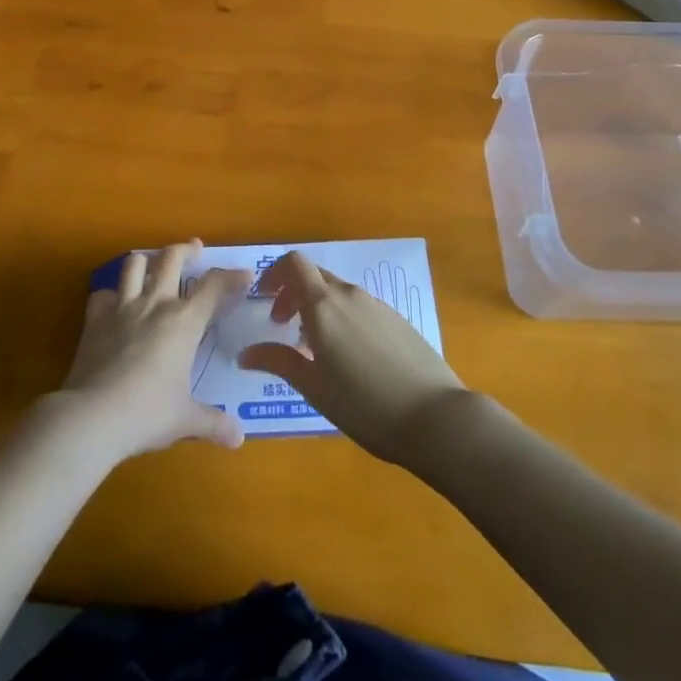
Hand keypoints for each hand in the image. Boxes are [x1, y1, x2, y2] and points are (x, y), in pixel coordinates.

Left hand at [58, 242, 249, 461]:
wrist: (93, 416)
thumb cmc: (148, 413)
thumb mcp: (185, 419)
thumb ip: (213, 423)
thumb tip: (238, 438)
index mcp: (184, 321)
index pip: (214, 286)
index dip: (232, 276)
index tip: (244, 275)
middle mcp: (155, 304)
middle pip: (171, 258)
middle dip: (186, 249)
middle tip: (195, 249)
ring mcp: (121, 307)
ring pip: (133, 264)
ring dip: (146, 260)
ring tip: (153, 265)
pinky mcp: (94, 318)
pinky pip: (103, 293)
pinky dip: (111, 294)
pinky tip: (115, 304)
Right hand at [237, 251, 465, 464]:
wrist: (435, 417)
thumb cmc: (364, 404)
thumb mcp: (314, 387)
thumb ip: (278, 362)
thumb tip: (245, 353)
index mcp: (324, 305)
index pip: (294, 263)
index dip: (274, 273)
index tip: (263, 299)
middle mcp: (350, 295)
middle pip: (315, 276)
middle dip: (293, 293)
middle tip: (281, 326)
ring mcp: (377, 305)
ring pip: (338, 293)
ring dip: (318, 308)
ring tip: (314, 348)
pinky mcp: (397, 320)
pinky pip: (360, 307)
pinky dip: (342, 318)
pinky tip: (349, 356)